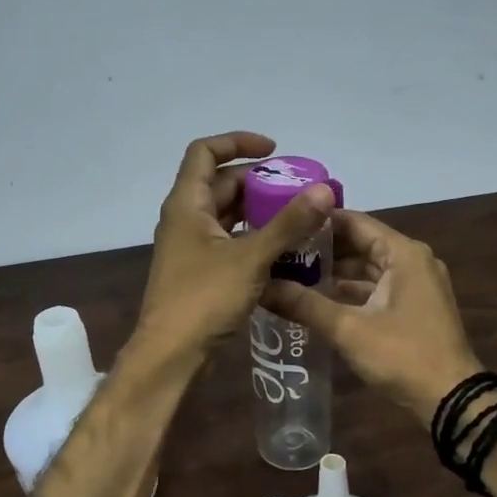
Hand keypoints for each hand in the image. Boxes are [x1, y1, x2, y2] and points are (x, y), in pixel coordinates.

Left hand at [134, 132, 335, 365]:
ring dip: (260, 212)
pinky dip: (254, 238)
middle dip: (260, 181)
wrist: (171, 355)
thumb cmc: (204, 299)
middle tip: (298, 190)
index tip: (275, 151)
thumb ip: (289, 224)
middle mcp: (185, 219)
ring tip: (299, 217)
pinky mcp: (200, 272)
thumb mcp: (251, 258)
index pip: (205, 152)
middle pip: (221, 184)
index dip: (238, 142)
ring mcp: (191, 247)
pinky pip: (230, 242)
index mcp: (187, 204)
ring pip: (228, 215)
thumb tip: (325, 190)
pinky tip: (284, 250)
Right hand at [261, 209, 482, 421]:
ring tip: (289, 273)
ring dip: (333, 272)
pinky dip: (349, 291)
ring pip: (367, 268)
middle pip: (360, 243)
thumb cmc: (402, 355)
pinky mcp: (413, 307)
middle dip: (321, 249)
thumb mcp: (348, 329)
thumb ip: (304, 304)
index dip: (317, 221)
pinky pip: (375, 288)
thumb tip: (260, 286)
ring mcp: (415, 284)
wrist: (451, 399)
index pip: (353, 222)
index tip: (282, 223)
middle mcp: (411, 260)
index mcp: (403, 253)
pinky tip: (316, 299)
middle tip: (279, 251)